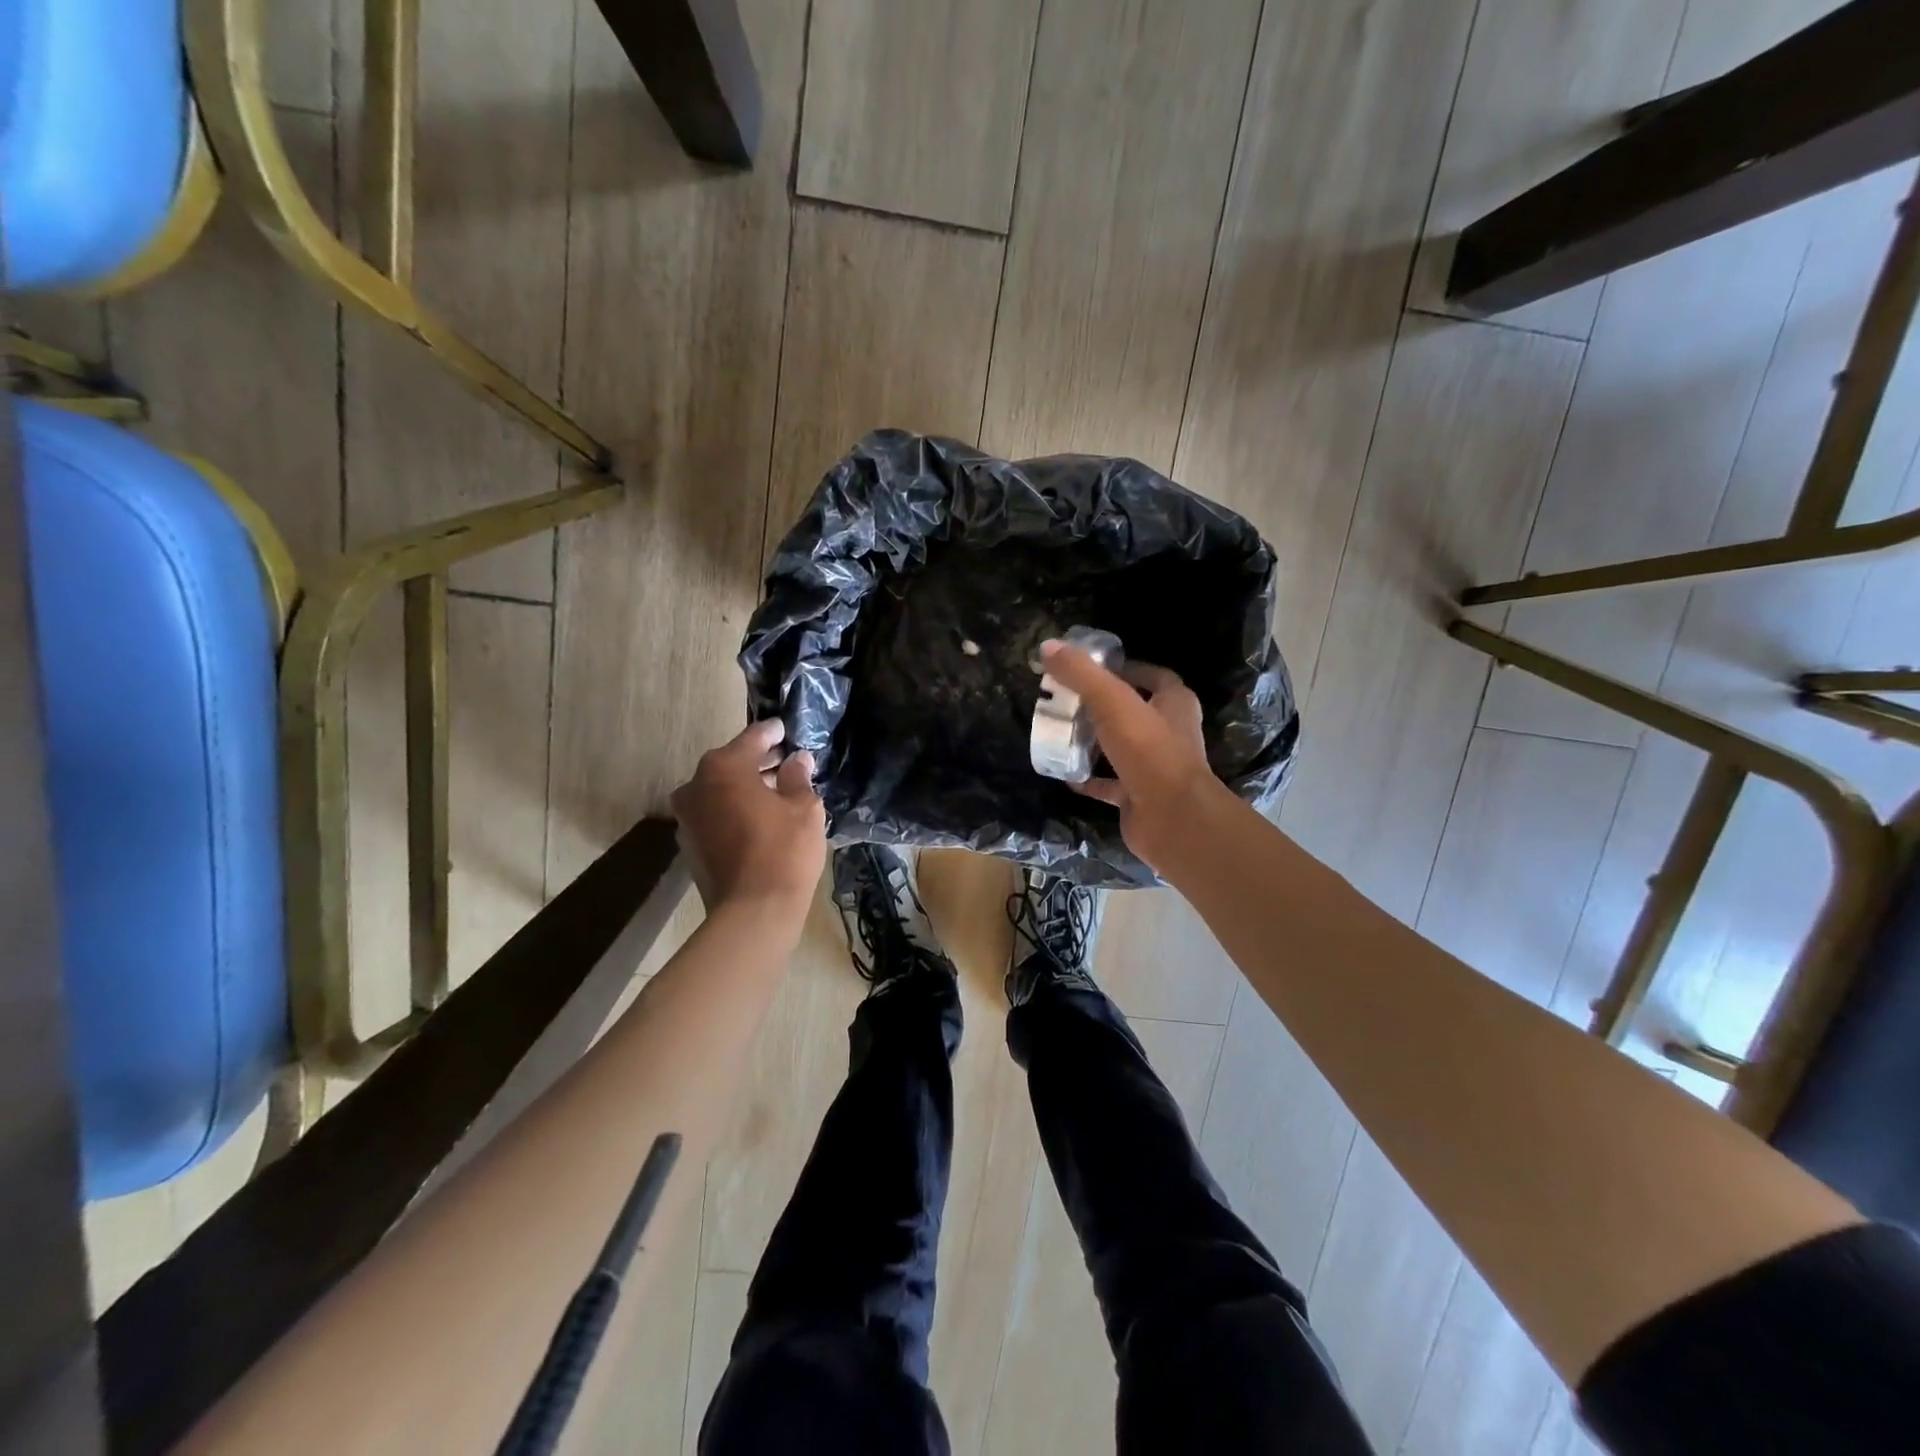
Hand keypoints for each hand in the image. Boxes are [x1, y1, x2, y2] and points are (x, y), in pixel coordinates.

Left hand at [669, 720, 826, 920]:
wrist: (752, 912)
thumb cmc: (783, 850)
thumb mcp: (804, 807)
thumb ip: (798, 777)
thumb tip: (797, 760)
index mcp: (723, 768)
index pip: (752, 738)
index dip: (773, 733)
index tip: (785, 729)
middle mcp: (696, 785)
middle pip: (732, 763)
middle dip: (759, 762)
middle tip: (786, 761)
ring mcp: (688, 816)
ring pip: (720, 790)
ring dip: (745, 787)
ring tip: (776, 791)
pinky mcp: (689, 844)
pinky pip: (715, 814)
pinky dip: (734, 809)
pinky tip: (759, 818)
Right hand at [1039, 641, 1224, 871]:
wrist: (1172, 818)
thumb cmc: (1149, 751)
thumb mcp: (1112, 702)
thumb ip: (1081, 673)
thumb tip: (1048, 646)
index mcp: (1175, 704)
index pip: (1155, 677)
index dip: (1127, 670)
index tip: (1093, 670)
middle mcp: (1170, 733)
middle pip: (1136, 712)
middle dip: (1105, 706)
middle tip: (1068, 701)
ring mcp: (1156, 768)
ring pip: (1123, 748)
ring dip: (1097, 742)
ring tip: (1063, 733)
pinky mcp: (1140, 797)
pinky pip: (1111, 784)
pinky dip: (1090, 780)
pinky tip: (1065, 775)